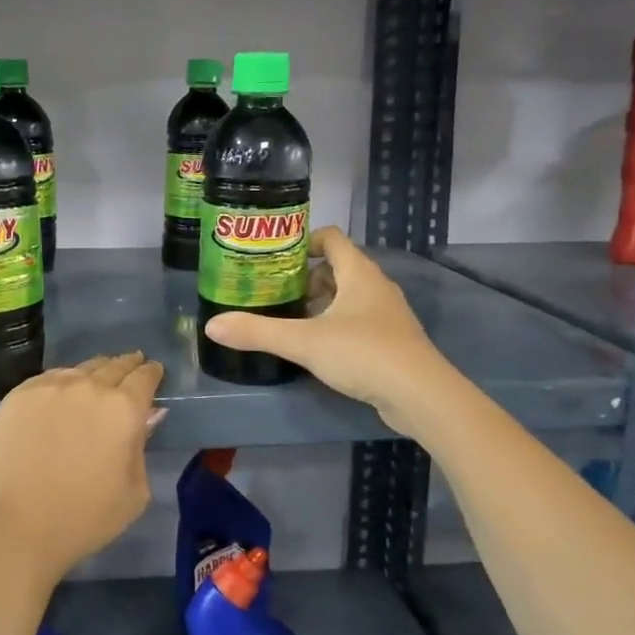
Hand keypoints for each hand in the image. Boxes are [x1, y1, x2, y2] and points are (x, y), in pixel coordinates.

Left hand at [0, 352, 164, 581]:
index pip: (144, 377)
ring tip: (97, 378)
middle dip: (127, 365)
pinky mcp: (20, 394)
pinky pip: (49, 378)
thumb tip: (143, 419)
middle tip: (132, 365)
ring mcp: (51, 387)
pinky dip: (63, 382)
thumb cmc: (84, 518)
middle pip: (114, 365)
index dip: (151, 373)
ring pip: (81, 369)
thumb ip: (141, 447)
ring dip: (95, 372)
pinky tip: (63, 393)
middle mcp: (89, 387)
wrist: (16, 525)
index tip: (153, 371)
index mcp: (124, 409)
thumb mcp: (134, 492)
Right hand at [203, 226, 446, 428]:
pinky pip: (358, 321)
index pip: (331, 238)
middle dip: (305, 279)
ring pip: (348, 297)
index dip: (303, 241)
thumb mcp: (304, 342)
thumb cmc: (363, 354)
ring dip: (320, 304)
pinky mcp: (392, 342)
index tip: (275, 258)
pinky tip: (317, 348)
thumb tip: (212, 326)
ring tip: (290, 320)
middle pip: (337, 268)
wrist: (421, 396)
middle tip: (275, 293)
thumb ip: (258, 332)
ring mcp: (387, 315)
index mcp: (359, 273)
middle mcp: (376, 287)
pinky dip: (336, 326)